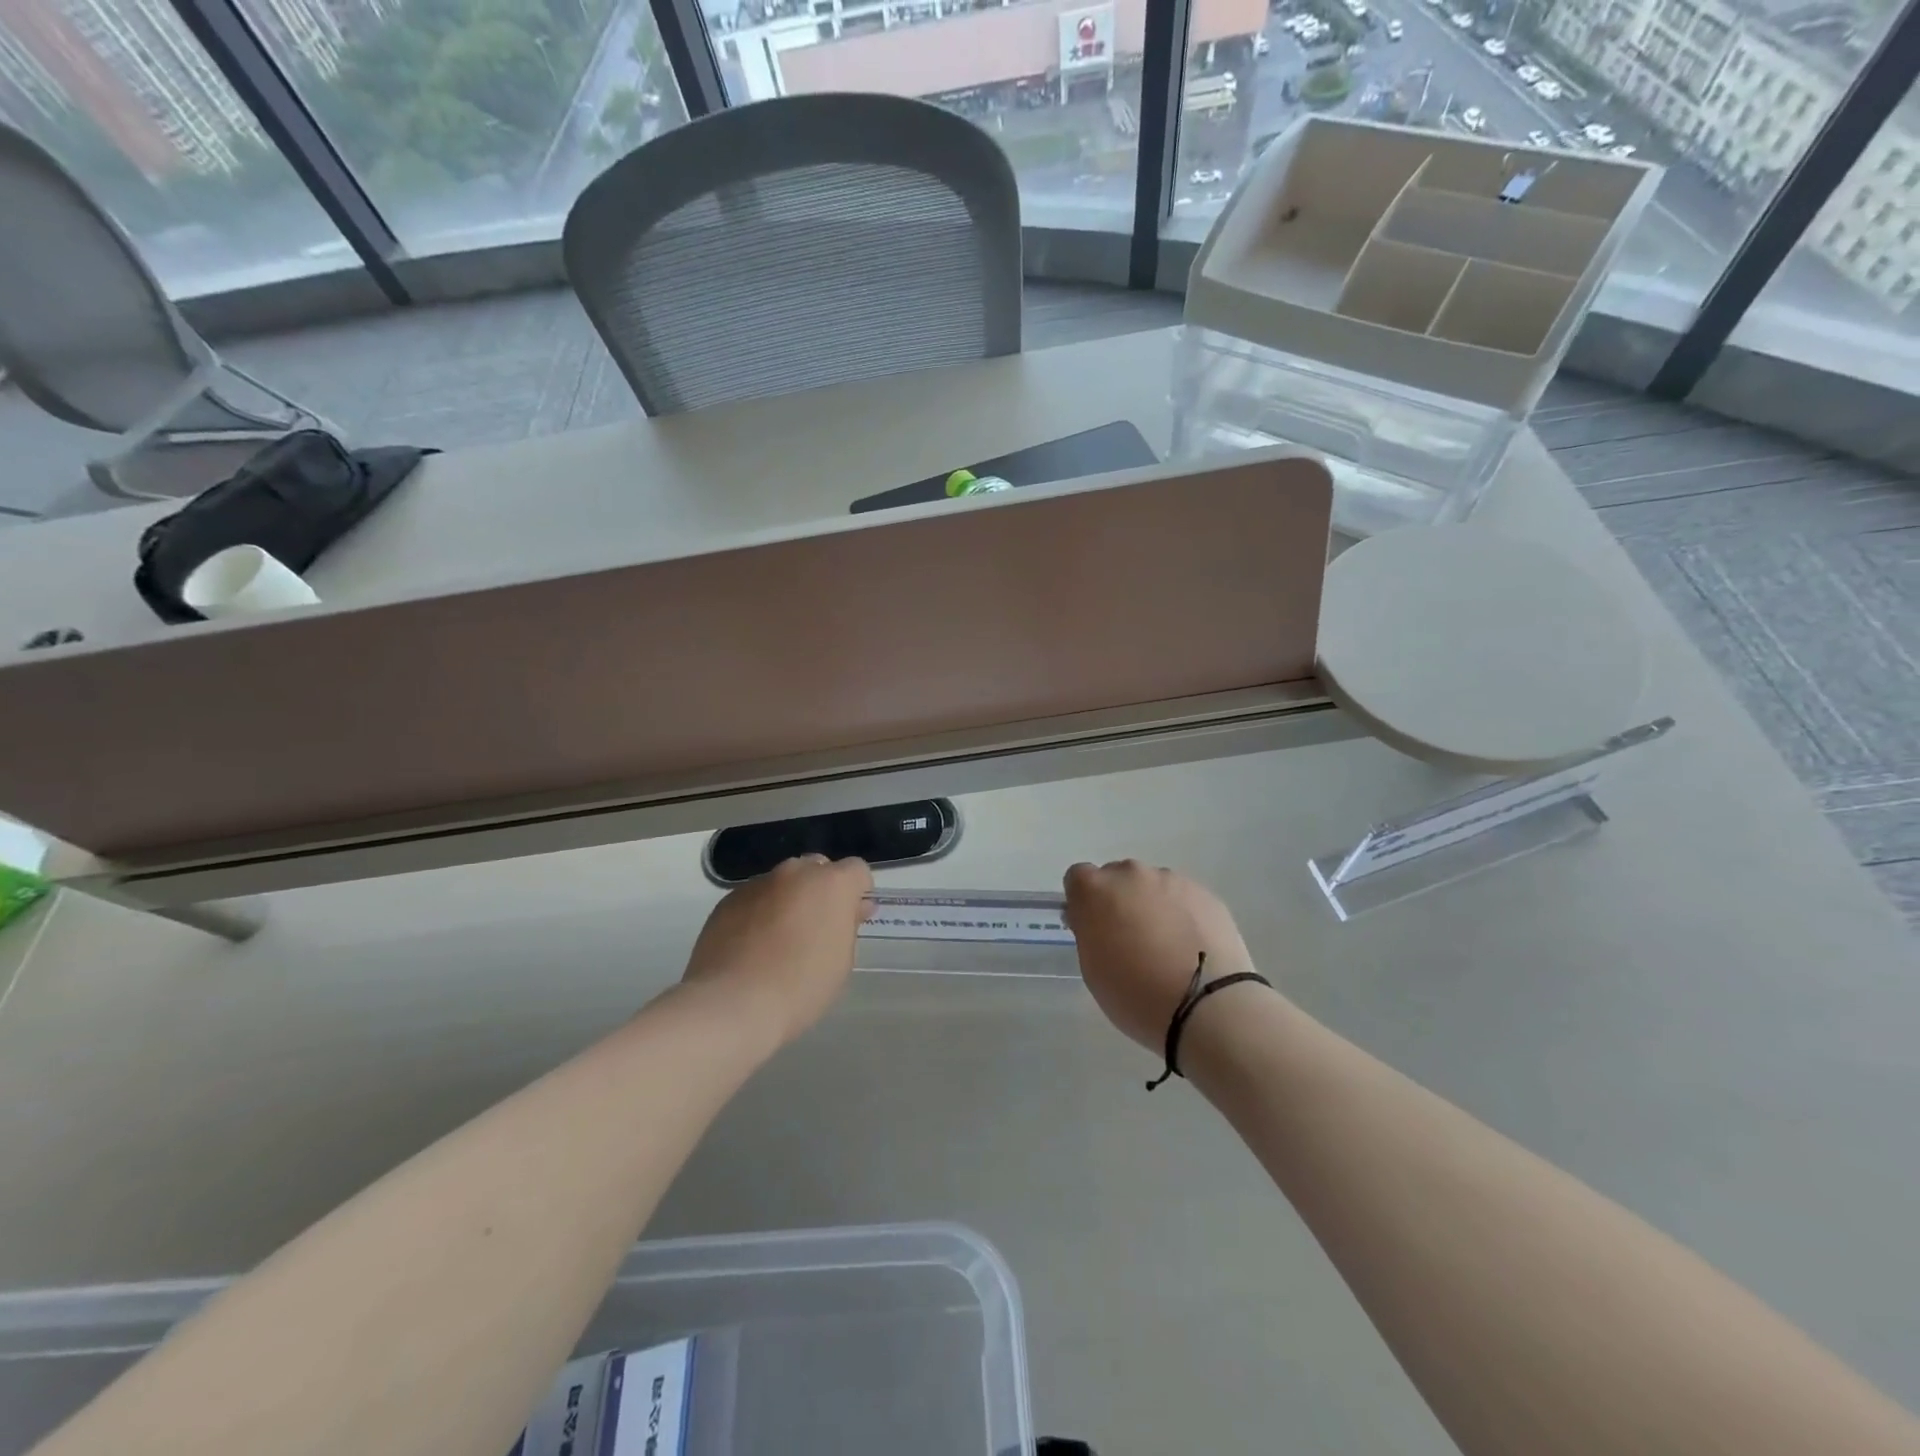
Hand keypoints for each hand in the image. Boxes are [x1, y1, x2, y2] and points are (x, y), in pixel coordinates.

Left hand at [683, 854, 873, 1047]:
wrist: (733, 1003)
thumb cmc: (802, 986)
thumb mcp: (842, 960)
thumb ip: (847, 925)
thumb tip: (851, 909)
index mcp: (832, 883)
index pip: (857, 870)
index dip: (857, 893)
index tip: (851, 919)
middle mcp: (795, 872)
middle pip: (817, 868)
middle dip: (821, 890)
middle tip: (816, 928)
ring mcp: (759, 883)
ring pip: (783, 883)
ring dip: (788, 900)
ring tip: (778, 941)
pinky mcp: (728, 900)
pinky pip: (755, 898)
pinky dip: (759, 913)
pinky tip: (751, 947)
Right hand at [1062, 860, 1257, 1051]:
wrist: (1207, 1005)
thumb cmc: (1135, 994)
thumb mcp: (1092, 968)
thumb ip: (1088, 931)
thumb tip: (1094, 919)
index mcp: (1095, 889)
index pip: (1077, 877)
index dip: (1083, 902)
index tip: (1093, 927)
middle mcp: (1131, 874)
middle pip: (1117, 877)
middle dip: (1118, 900)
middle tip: (1129, 938)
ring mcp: (1172, 880)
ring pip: (1152, 886)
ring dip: (1152, 906)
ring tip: (1167, 946)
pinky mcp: (1205, 893)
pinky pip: (1183, 898)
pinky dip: (1182, 914)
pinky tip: (1191, 947)